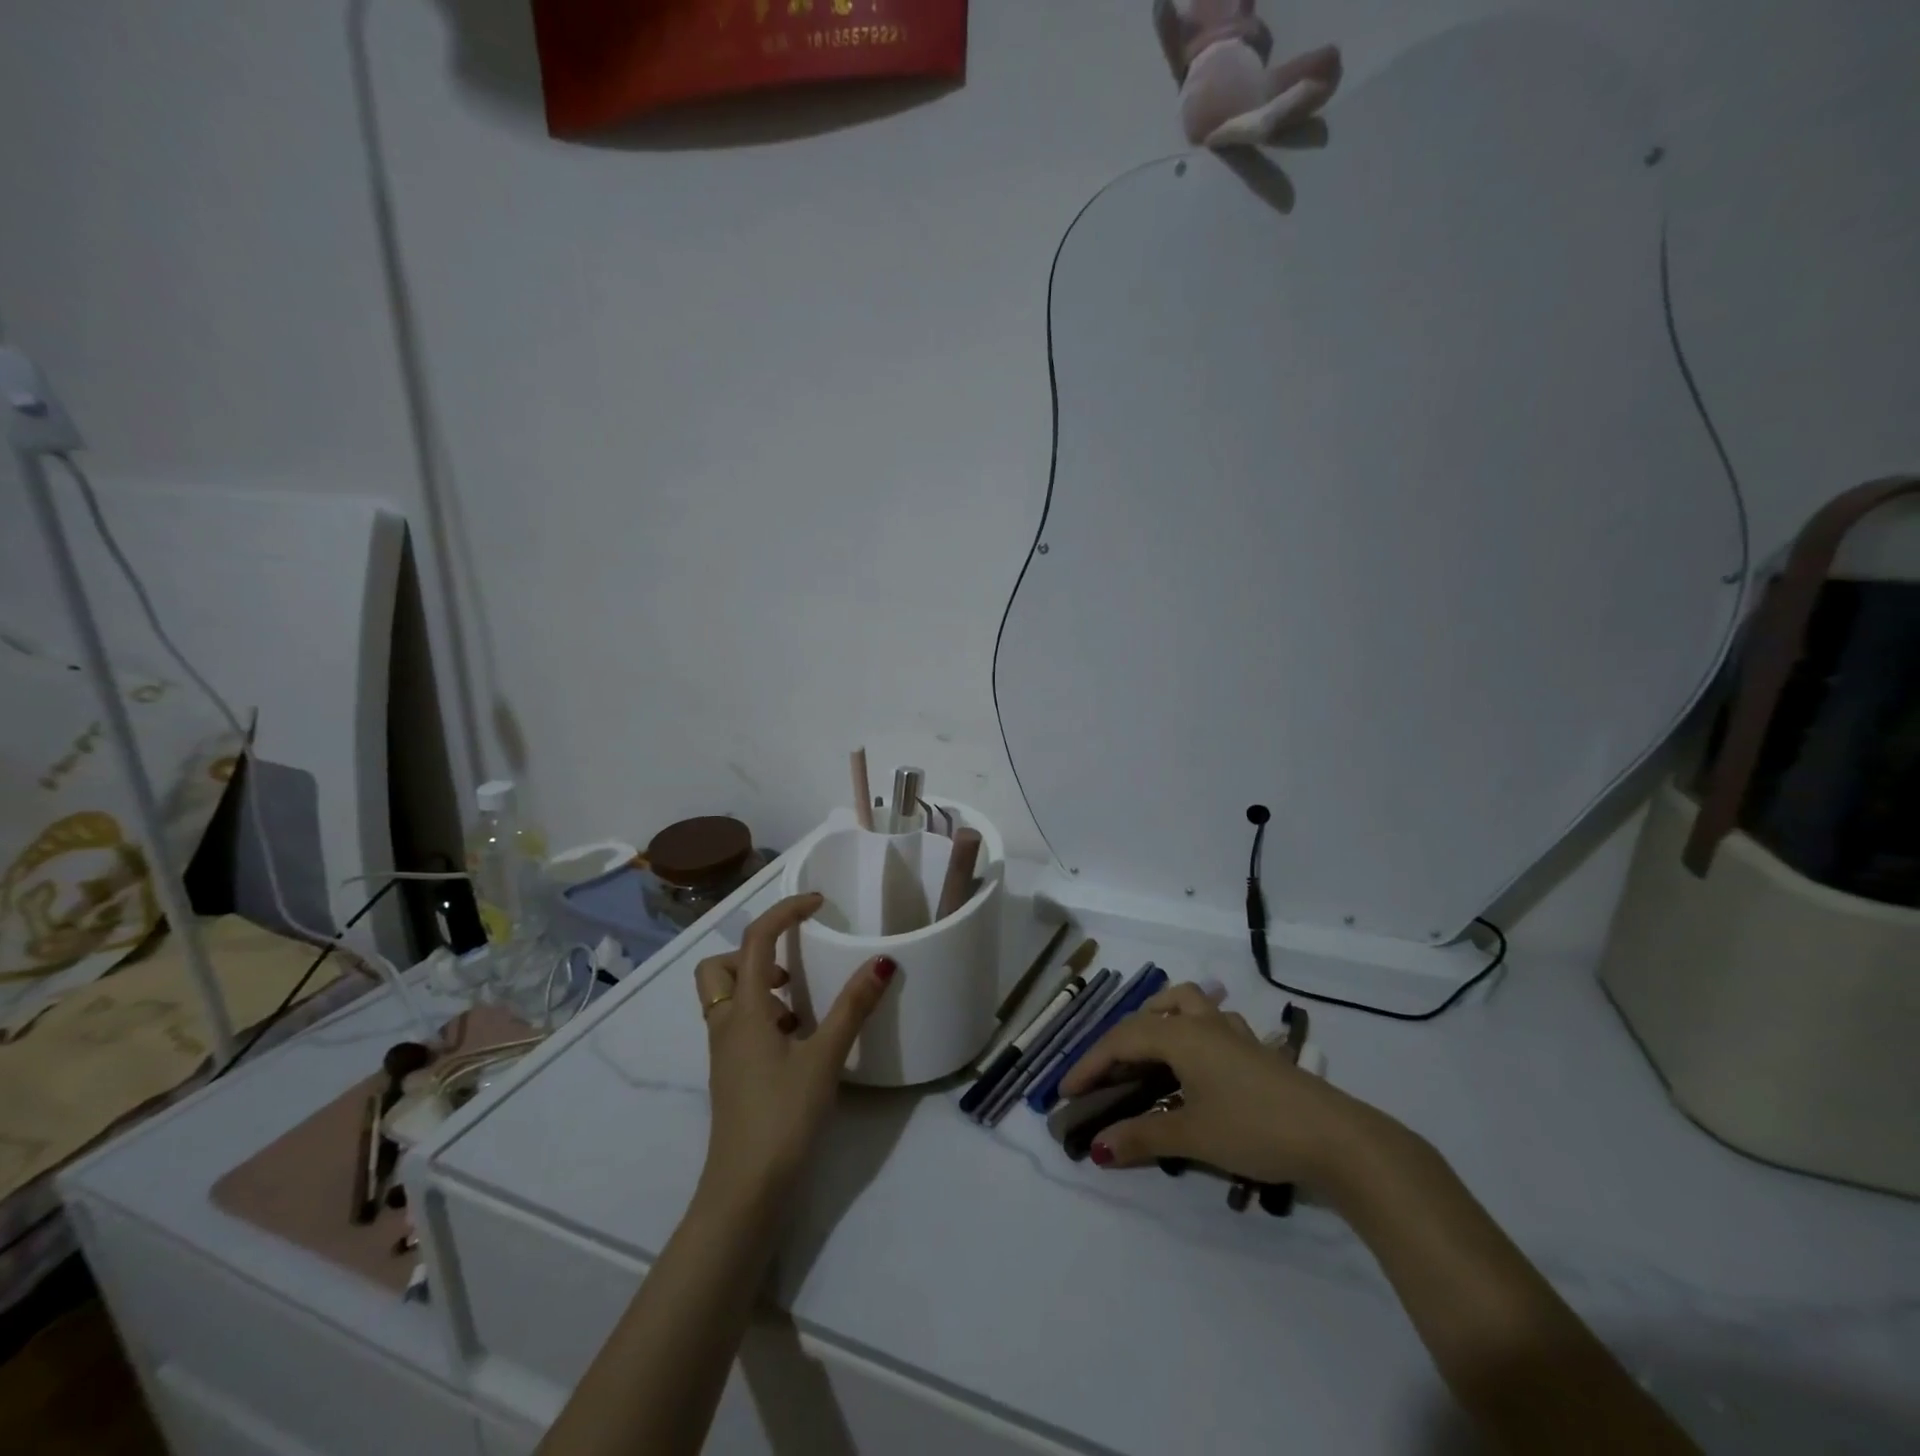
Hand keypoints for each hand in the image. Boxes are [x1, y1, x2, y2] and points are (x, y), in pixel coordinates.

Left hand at [693, 893, 893, 1210]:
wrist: (745, 1191)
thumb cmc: (782, 1117)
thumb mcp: (824, 1058)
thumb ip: (852, 1008)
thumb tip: (881, 962)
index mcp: (744, 1010)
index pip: (756, 940)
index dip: (785, 912)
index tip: (818, 904)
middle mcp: (726, 1024)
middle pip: (721, 966)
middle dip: (755, 953)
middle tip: (795, 965)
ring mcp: (726, 1052)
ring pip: (728, 997)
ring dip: (761, 985)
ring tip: (804, 1001)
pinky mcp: (733, 1074)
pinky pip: (741, 1025)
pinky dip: (765, 1015)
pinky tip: (799, 1039)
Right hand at [1059, 982, 1384, 1188]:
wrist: (1336, 1138)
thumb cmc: (1255, 1129)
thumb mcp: (1192, 1136)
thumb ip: (1142, 1137)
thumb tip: (1097, 1148)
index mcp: (1180, 1035)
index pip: (1120, 1040)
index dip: (1089, 1065)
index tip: (1065, 1093)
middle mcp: (1203, 1023)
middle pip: (1148, 1016)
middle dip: (1119, 1043)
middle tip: (1104, 1079)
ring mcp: (1234, 1033)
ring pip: (1186, 1005)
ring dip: (1159, 1020)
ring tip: (1147, 1053)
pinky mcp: (1257, 1051)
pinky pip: (1213, 1025)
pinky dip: (1193, 1034)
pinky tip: (1198, 1065)